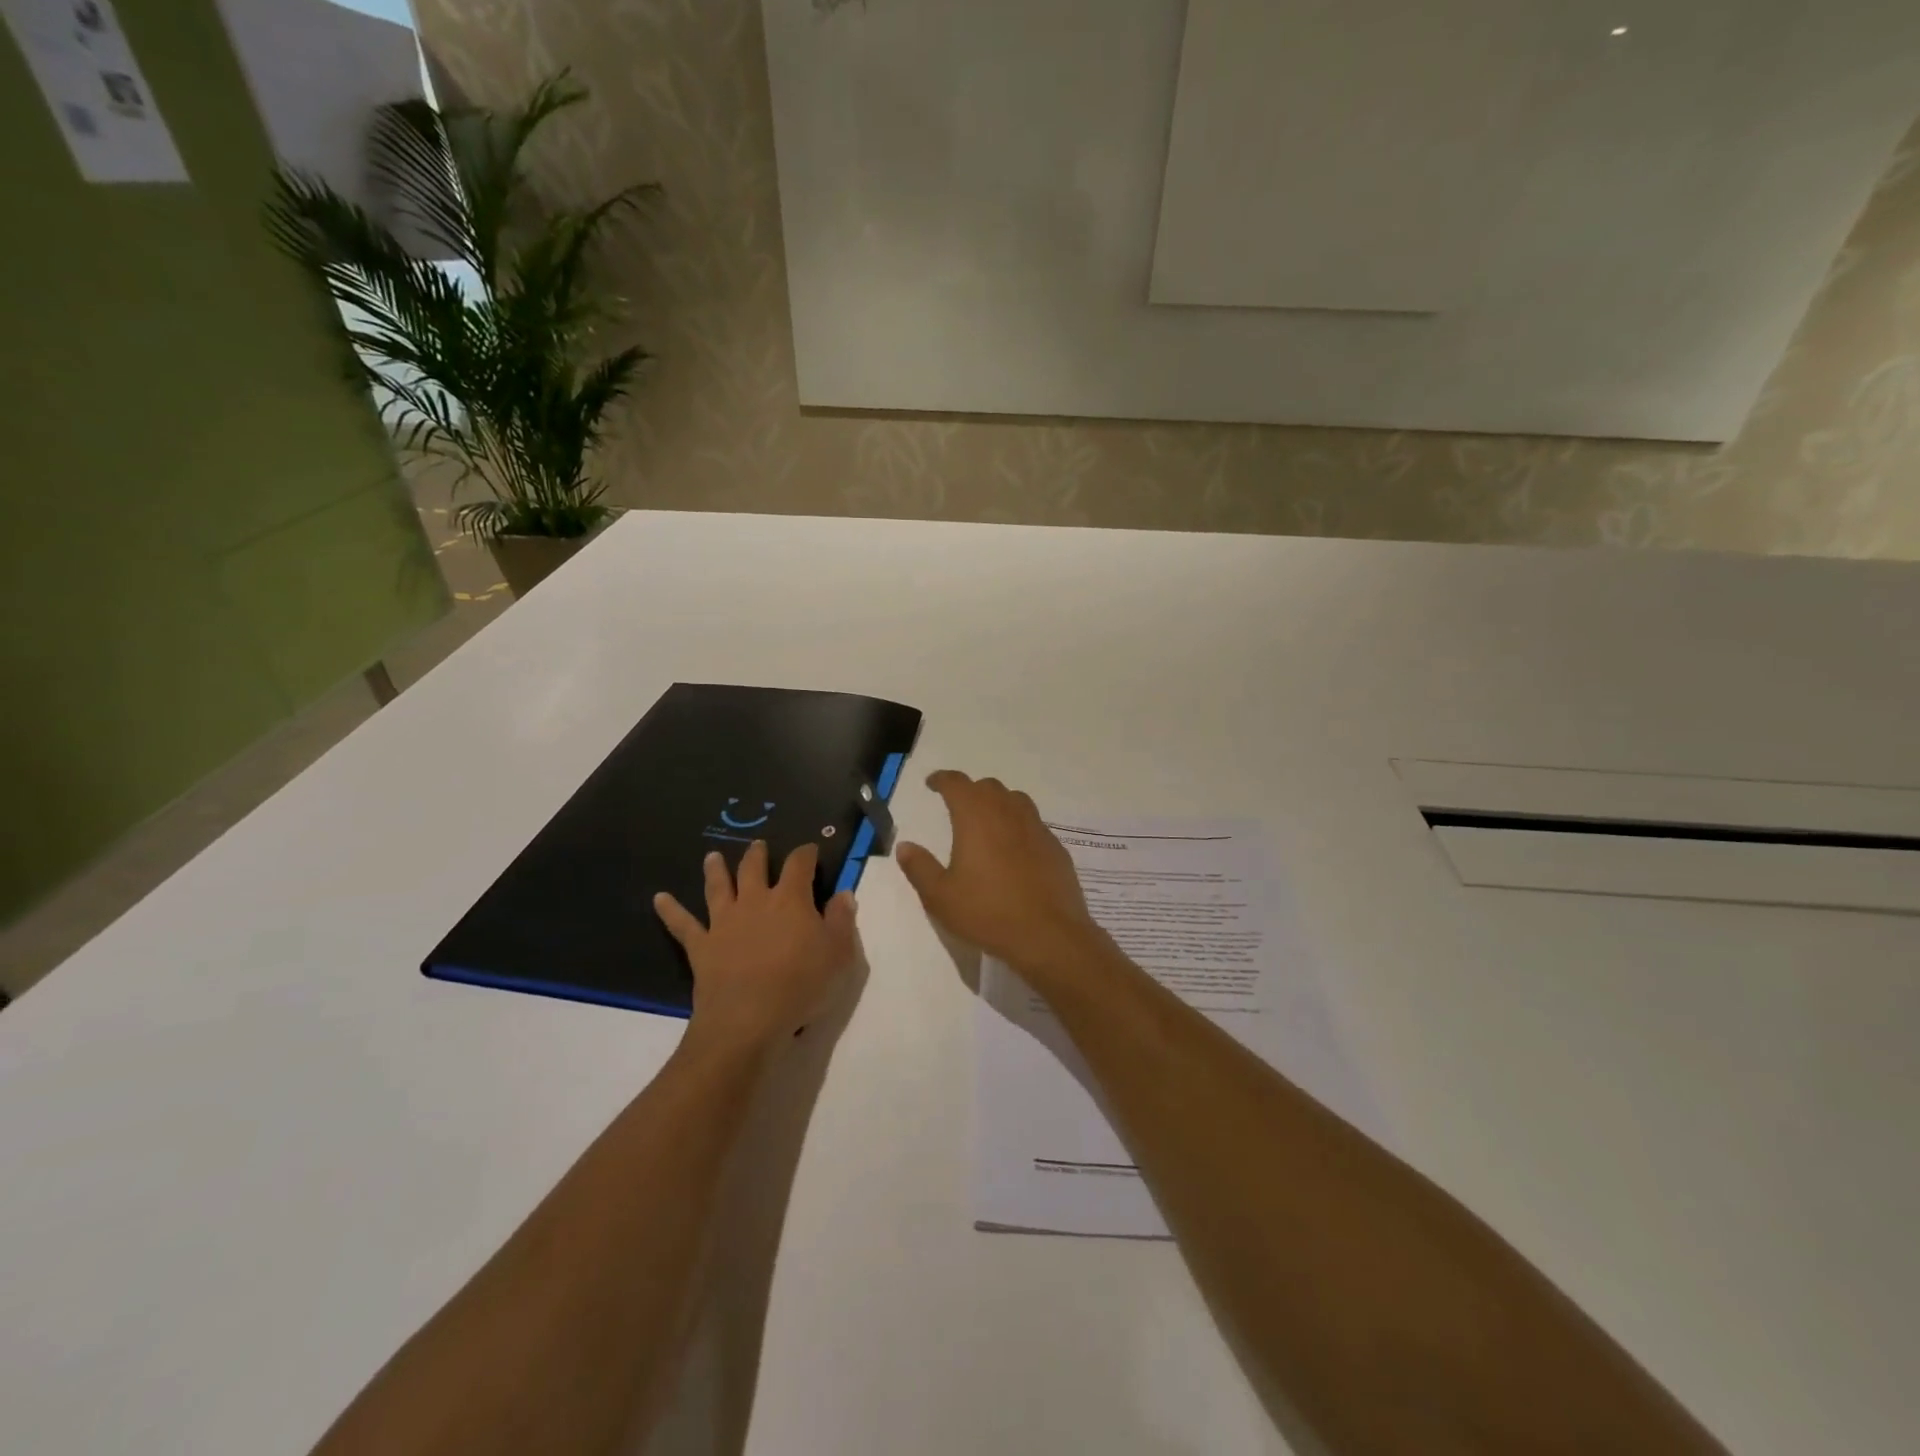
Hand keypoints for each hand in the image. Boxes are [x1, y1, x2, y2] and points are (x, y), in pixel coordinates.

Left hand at [654, 840, 856, 1051]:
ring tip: (712, 857)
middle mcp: (754, 901)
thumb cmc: (801, 985)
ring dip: (716, 870)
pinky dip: (671, 910)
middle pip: (754, 868)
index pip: (799, 864)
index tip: (811, 850)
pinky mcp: (701, 946)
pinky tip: (659, 899)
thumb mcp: (838, 954)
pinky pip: (682, 924)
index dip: (806, 853)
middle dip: (758, 854)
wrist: (747, 1019)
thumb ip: (842, 920)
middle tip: (758, 845)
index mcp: (791, 900)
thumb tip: (844, 893)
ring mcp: (724, 922)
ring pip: (718, 887)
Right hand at [896, 771, 1104, 974]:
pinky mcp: (1055, 847)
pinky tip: (1014, 849)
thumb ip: (920, 867)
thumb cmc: (988, 912)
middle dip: (970, 790)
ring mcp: (1036, 828)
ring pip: (1015, 800)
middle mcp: (1008, 813)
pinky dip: (1019, 826)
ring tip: (987, 821)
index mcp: (976, 817)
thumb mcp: (941, 896)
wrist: (1049, 934)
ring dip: (998, 802)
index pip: (957, 784)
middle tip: (957, 805)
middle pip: (988, 787)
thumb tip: (904, 846)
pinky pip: (1033, 824)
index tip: (932, 783)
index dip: (942, 779)